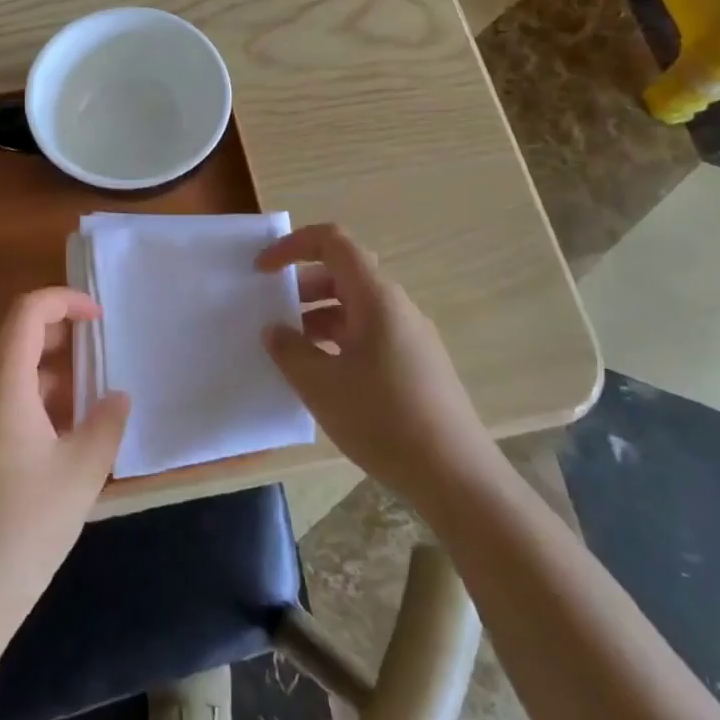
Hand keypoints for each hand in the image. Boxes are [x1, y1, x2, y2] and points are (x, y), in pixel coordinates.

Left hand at [0, 288, 130, 635]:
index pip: (27, 313)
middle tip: (103, 350)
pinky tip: (70, 431)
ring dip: (54, 370)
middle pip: (18, 337)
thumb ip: (106, 422)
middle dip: (63, 333)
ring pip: (14, 372)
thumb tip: (116, 396)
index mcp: (3, 386)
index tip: (100, 318)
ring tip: (95, 392)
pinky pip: (7, 402)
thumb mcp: (82, 471)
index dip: (65, 301)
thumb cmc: (27, 525)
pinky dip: (40, 398)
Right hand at [257, 223, 493, 509]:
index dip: (293, 245)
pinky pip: (369, 333)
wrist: (456, 477)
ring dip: (318, 316)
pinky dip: (339, 339)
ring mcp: (410, 336)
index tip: (263, 270)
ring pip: (356, 307)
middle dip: (302, 286)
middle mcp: (396, 307)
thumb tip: (275, 330)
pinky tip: (323, 376)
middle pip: (343, 273)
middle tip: (272, 313)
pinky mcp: (417, 364)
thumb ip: (290, 351)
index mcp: (376, 298)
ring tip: (291, 350)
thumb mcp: (321, 386)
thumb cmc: (383, 419)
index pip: (333, 243)